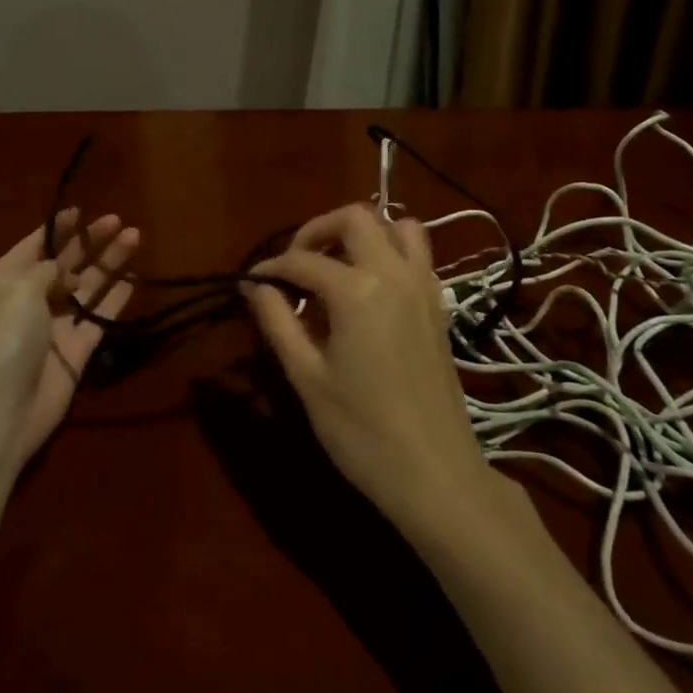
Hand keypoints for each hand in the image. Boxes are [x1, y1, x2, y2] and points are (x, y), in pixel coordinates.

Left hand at [0, 209, 139, 470]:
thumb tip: (69, 271)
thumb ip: (49, 268)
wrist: (1, 410)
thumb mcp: (20, 288)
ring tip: (135, 236)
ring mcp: (55, 325)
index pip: (35, 245)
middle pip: (66, 263)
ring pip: (87, 287)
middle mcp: (30, 298)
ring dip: (110, 263)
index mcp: (6, 279)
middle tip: (118, 220)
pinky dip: (116, 299)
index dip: (59, 228)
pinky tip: (136, 279)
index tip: (81, 209)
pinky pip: (100, 317)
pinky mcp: (77, 349)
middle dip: (91, 241)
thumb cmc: (4, 337)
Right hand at [243, 204, 491, 533]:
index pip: (303, 259)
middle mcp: (394, 274)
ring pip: (397, 225)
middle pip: (355, 217)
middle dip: (317, 229)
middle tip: (295, 263)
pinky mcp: (440, 306)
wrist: (435, 474)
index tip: (252, 282)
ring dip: (362, 232)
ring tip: (336, 265)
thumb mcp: (307, 377)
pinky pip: (417, 254)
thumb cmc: (361, 430)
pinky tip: (369, 288)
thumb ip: (278, 322)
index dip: (272, 267)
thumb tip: (255, 287)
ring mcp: (424, 287)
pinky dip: (390, 251)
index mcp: (356, 289)